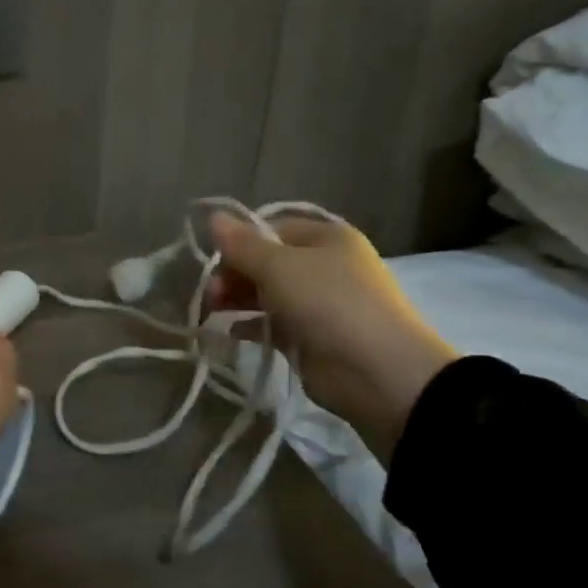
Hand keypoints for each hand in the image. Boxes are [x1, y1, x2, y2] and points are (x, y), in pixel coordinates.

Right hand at [208, 213, 455, 463]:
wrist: (376, 370)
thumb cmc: (328, 303)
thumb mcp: (279, 267)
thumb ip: (242, 245)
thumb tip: (214, 217)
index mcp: (326, 238)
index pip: (272, 229)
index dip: (241, 242)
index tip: (215, 261)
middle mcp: (324, 266)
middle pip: (268, 262)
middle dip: (235, 274)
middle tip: (211, 293)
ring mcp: (319, 304)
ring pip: (268, 293)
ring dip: (238, 299)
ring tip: (212, 311)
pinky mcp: (311, 338)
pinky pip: (273, 324)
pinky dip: (251, 325)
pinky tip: (229, 331)